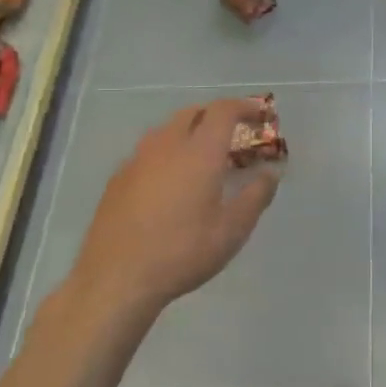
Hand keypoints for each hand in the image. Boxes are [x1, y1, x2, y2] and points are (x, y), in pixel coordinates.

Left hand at [75, 97, 280, 311]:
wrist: (115, 279)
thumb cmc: (182, 252)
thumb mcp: (232, 230)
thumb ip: (256, 196)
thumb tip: (270, 173)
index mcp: (199, 152)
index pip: (223, 110)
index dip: (245, 107)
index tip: (260, 116)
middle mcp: (166, 145)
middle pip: (193, 112)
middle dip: (216, 115)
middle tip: (234, 135)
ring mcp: (137, 160)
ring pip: (167, 130)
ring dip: (190, 132)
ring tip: (203, 158)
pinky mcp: (117, 179)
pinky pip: (149, 152)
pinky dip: (168, 153)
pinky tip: (170, 183)